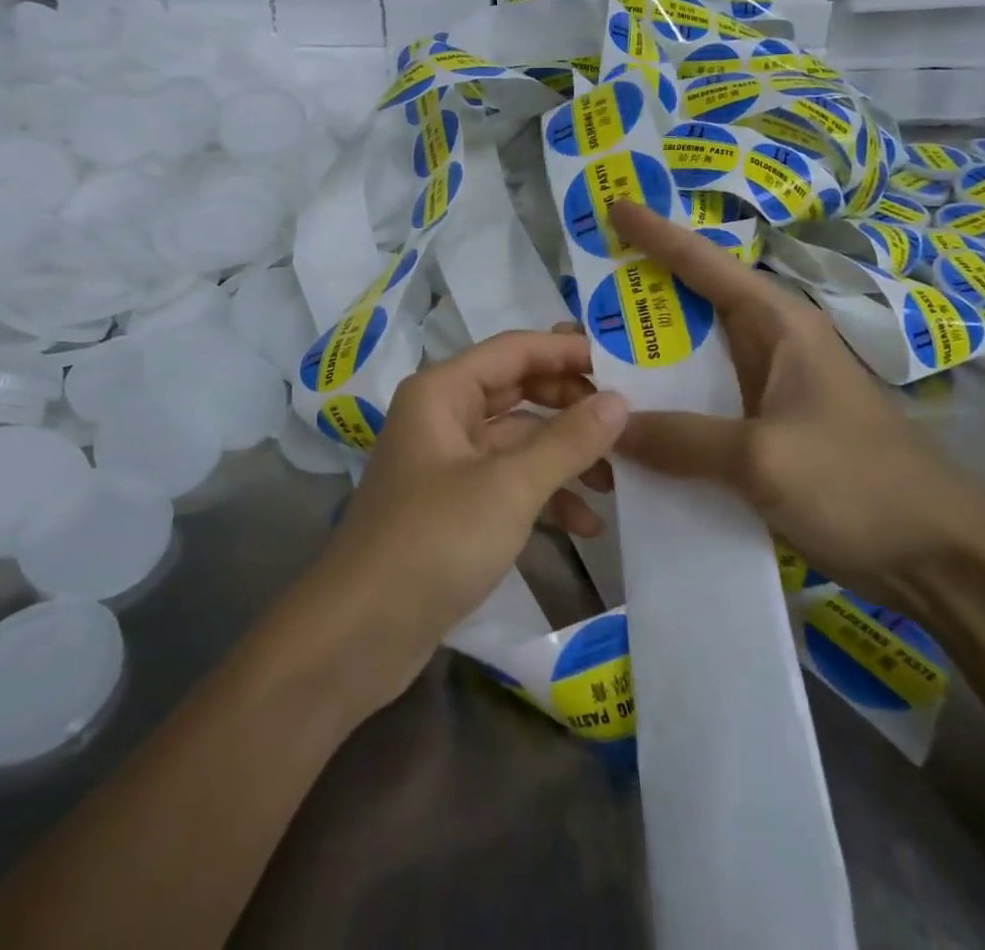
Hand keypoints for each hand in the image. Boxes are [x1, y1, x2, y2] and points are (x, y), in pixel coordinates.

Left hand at [305, 330, 628, 711]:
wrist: (359, 635)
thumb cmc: (433, 542)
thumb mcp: (509, 487)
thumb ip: (567, 440)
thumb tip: (619, 401)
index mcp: (442, 392)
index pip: (514, 350)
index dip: (567, 351)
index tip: (623, 364)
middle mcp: (443, 416)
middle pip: (518, 390)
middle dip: (571, 405)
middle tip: (625, 422)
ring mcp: (447, 462)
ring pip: (517, 440)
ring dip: (564, 456)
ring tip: (615, 481)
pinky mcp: (454, 506)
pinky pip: (508, 482)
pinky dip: (545, 495)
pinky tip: (586, 525)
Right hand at [609, 202, 984, 607]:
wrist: (938, 557)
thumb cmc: (859, 484)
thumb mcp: (764, 458)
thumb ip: (682, 439)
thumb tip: (612, 426)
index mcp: (778, 325)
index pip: (706, 264)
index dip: (657, 234)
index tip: (614, 207)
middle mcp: (770, 346)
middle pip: (692, 307)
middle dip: (636, 299)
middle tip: (576, 302)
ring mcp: (767, 390)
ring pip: (692, 358)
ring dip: (645, 358)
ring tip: (586, 358)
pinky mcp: (764, 430)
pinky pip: (700, 405)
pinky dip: (664, 406)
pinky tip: (627, 423)